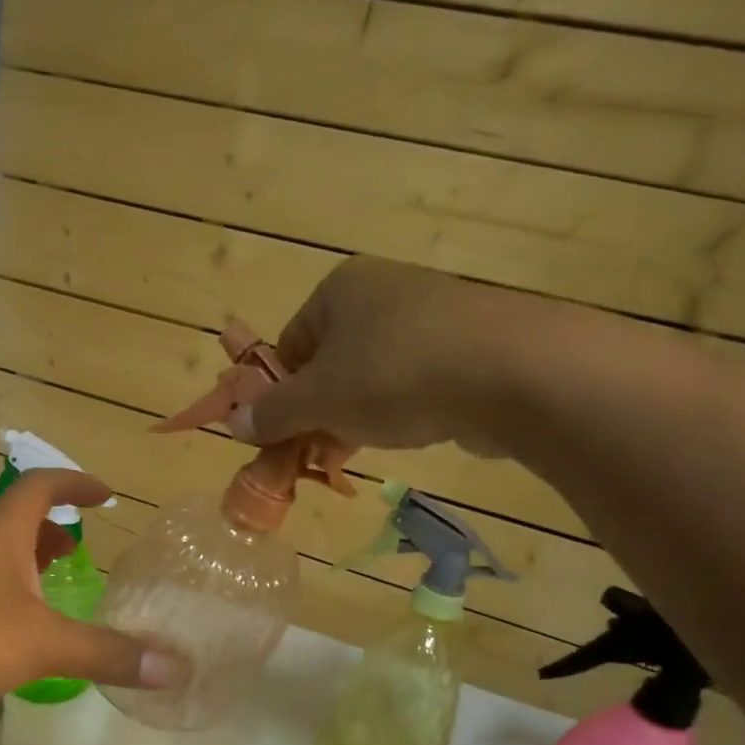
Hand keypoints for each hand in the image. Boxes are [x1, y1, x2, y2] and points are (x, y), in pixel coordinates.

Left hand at [0, 469, 183, 709]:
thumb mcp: (42, 644)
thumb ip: (106, 653)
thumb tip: (173, 669)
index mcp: (2, 531)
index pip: (43, 485)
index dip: (76, 483)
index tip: (105, 494)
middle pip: (18, 518)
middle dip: (54, 528)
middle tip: (84, 547)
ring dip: (29, 560)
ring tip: (58, 586)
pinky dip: (7, 591)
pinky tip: (17, 629)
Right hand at [231, 256, 545, 456]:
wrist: (510, 372)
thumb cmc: (394, 374)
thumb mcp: (319, 399)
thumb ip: (273, 413)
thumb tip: (234, 423)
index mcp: (339, 289)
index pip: (287, 346)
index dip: (278, 395)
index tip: (280, 436)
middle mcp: (381, 291)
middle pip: (328, 362)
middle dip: (315, 412)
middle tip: (314, 453)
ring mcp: (428, 316)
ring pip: (369, 375)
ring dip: (352, 418)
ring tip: (352, 454)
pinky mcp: (464, 345)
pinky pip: (411, 380)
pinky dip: (396, 410)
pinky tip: (401, 436)